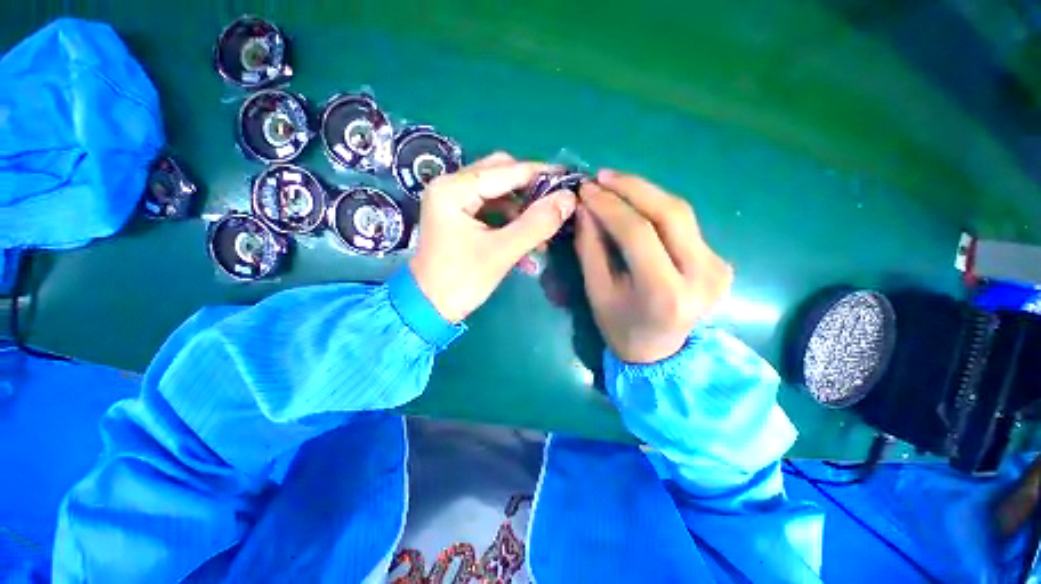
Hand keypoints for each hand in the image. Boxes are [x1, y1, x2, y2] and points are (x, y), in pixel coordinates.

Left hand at [409, 152, 576, 321]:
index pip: (506, 170)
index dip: (541, 174)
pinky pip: (491, 206)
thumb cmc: (461, 281)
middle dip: (531, 188)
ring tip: (545, 226)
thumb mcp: (502, 252)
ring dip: (523, 206)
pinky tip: (528, 233)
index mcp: (454, 189)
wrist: (429, 307)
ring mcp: (453, 199)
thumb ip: (536, 224)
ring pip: (497, 190)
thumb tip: (568, 199)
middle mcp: (450, 185)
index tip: (569, 179)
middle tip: (557, 202)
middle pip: (500, 173)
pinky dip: (511, 216)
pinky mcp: (458, 214)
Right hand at [574, 170, 732, 363]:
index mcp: (664, 292)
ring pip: (681, 212)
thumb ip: (590, 248)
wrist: (660, 353)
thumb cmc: (621, 327)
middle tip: (602, 177)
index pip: (638, 233)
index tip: (587, 189)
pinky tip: (636, 204)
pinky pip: (686, 224)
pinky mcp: (720, 261)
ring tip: (615, 184)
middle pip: (670, 213)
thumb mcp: (597, 291)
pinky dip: (658, 208)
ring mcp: (717, 267)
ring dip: (646, 192)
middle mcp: (701, 276)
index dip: (609, 205)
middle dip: (632, 187)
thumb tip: (586, 207)